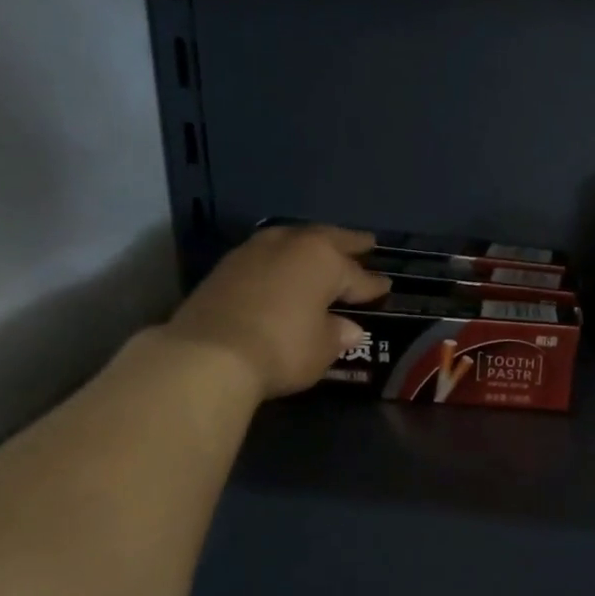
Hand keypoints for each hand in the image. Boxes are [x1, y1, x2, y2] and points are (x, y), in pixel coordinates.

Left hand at [165, 225, 390, 398]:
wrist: (209, 354)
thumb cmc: (282, 348)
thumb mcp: (321, 348)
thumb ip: (337, 334)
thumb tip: (348, 328)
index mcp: (323, 260)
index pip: (357, 274)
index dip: (373, 285)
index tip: (386, 287)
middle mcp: (290, 245)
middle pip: (327, 240)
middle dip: (348, 244)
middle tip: (367, 244)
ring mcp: (254, 251)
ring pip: (293, 240)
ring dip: (311, 245)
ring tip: (323, 251)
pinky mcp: (226, 266)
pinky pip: (267, 254)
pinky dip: (282, 259)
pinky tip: (285, 269)